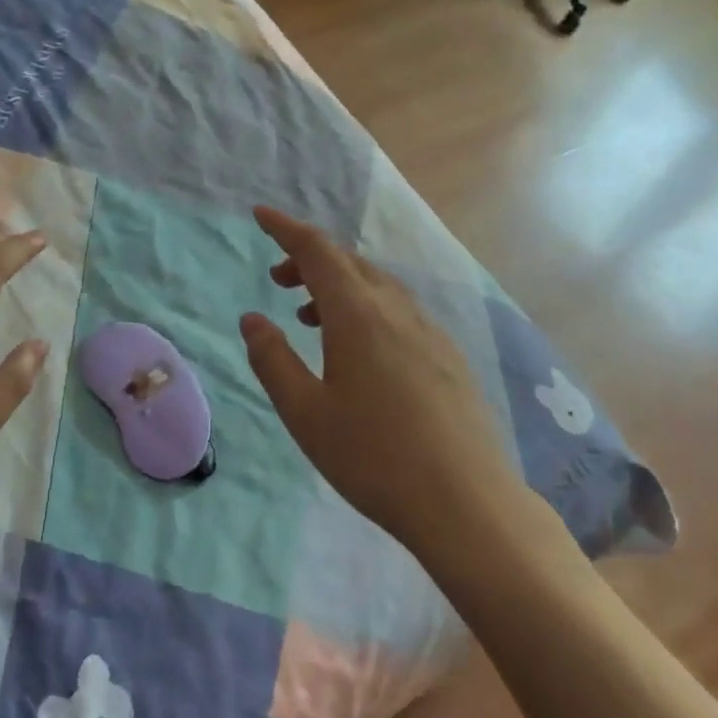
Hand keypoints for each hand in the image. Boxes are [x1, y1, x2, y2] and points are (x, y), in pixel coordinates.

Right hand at [239, 207, 521, 556]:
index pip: (317, 251)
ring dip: (339, 286)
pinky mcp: (448, 356)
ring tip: (311, 316)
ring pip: (377, 286)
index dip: (286, 229)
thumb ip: (273, 359)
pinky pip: (399, 310)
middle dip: (310, 259)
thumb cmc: (373, 457)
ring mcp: (430, 331)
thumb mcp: (306, 413)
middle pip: (350, 262)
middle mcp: (397, 310)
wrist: (466, 501)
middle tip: (279, 280)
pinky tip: (362, 348)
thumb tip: (252, 319)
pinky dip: (368, 307)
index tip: (261, 216)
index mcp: (358, 315)